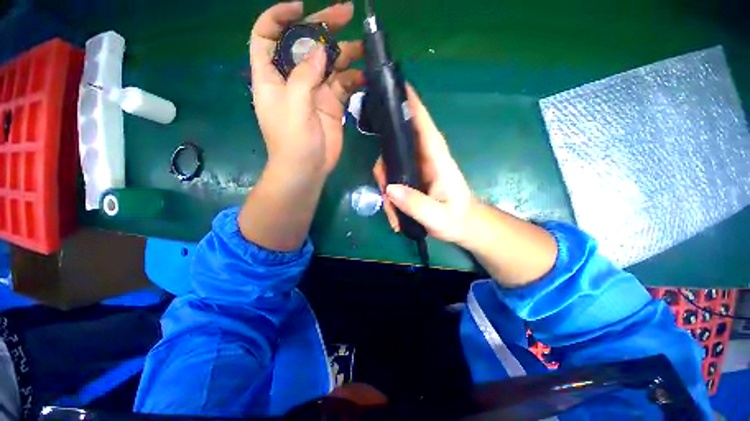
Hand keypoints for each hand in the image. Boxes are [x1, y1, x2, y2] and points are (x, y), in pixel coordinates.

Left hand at [239, 2, 363, 250]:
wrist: (308, 169)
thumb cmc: (293, 141)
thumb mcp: (294, 106)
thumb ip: (304, 75)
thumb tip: (320, 49)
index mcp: (271, 75)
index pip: (267, 35)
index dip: (280, 17)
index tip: (301, 8)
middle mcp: (293, 78)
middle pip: (305, 44)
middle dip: (323, 27)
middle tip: (346, 13)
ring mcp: (315, 91)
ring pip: (329, 63)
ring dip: (345, 53)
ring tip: (364, 49)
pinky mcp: (332, 105)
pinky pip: (343, 85)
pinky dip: (354, 79)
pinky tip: (365, 77)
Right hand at [373, 87, 556, 285]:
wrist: (465, 229)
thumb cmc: (459, 220)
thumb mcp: (439, 217)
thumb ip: (416, 204)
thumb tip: (390, 188)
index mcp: (438, 160)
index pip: (424, 126)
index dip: (411, 105)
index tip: (395, 87)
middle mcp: (425, 159)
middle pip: (398, 145)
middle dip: (385, 164)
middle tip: (383, 187)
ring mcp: (416, 170)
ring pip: (391, 165)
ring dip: (386, 187)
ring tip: (392, 211)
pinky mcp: (411, 181)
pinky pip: (393, 180)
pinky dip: (390, 196)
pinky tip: (395, 214)